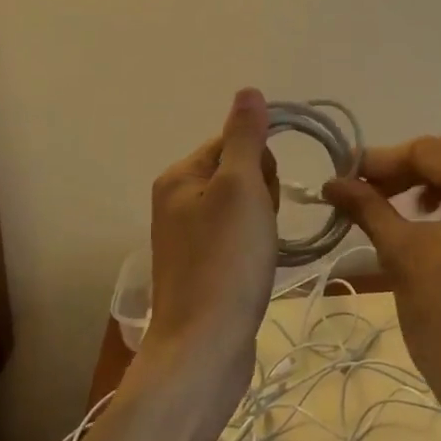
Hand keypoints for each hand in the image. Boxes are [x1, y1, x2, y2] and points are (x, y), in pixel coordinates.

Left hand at [145, 89, 281, 407]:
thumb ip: (245, 137)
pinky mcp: (201, 266)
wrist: (204, 349)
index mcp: (179, 176)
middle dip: (262, 193)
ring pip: (243, 206)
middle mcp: (176, 200)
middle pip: (239, 172)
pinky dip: (253, 246)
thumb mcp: (241, 187)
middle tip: (260, 228)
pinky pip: (237, 236)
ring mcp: (186, 236)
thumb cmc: (226, 261)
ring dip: (262, 221)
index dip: (261, 163)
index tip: (264, 197)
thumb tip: (248, 91)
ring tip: (259, 252)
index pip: (233, 141)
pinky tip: (255, 268)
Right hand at [323, 134, 440, 440]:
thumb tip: (331, 182)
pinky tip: (434, 220)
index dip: (383, 160)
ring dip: (437, 177)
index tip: (345, 174)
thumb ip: (368, 207)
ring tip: (403, 204)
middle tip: (370, 188)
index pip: (430, 151)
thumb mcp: (402, 254)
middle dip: (410, 165)